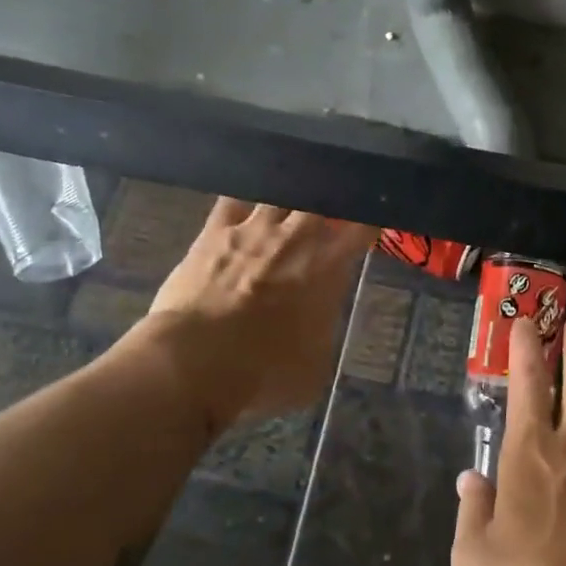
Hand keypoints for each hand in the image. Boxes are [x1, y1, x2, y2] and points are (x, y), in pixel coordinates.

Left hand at [135, 198, 376, 432]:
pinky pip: (233, 200)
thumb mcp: (316, 366)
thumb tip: (319, 321)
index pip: (362, 227)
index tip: (370, 227)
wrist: (196, 360)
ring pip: (279, 193)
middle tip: (326, 220)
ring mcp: (253, 228)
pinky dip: (243, 204)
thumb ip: (324, 331)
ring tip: (286, 212)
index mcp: (328, 266)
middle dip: (328, 206)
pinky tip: (243, 210)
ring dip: (287, 201)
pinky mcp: (213, 230)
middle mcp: (295, 237)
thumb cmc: (265, 372)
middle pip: (321, 200)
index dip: (369, 222)